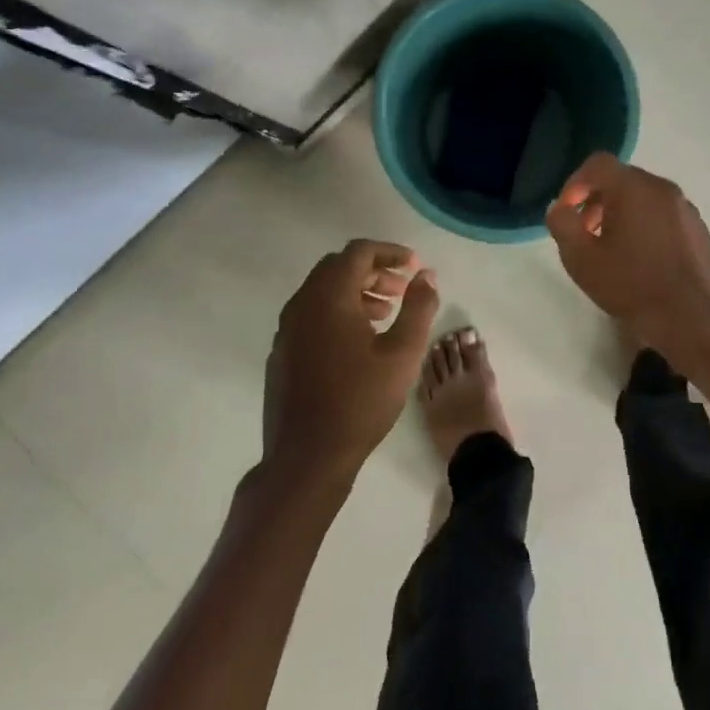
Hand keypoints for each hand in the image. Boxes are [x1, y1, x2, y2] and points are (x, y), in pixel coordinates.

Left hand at [262, 239, 438, 483]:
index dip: (390, 252)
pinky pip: (311, 315)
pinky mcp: (283, 352)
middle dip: (373, 270)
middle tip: (402, 290)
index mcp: (328, 297)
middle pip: (338, 267)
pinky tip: (359, 342)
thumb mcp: (402, 353)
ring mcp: (287, 330)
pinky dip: (337, 312)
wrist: (307, 457)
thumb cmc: (360, 401)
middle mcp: (301, 305)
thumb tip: (427, 275)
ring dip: (356, 292)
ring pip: (323, 292)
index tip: (414, 266)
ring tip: (386, 314)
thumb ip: (418, 307)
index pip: (358, 252)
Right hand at [544, 154, 709, 343]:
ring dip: (623, 214)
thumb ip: (562, 224)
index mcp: (634, 188)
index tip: (567, 213)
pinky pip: (664, 216)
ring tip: (612, 249)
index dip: (575, 183)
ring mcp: (686, 209)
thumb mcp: (580, 258)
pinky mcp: (699, 230)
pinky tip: (642, 260)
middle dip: (598, 200)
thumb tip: (561, 208)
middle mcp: (663, 189)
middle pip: (622, 179)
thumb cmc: (629, 284)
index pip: (598, 164)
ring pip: (645, 198)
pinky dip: (647, 225)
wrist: (688, 317)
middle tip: (586, 233)